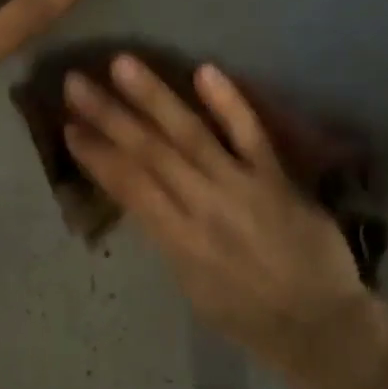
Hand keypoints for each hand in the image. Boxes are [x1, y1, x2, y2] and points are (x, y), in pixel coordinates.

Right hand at [62, 55, 387, 388]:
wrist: (317, 323)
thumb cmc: (247, 314)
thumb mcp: (191, 285)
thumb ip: (169, 237)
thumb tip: (147, 199)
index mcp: (177, 241)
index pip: (129, 187)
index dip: (96, 155)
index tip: (70, 127)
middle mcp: (202, 207)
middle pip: (149, 153)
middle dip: (109, 116)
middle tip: (76, 83)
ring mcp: (241, 187)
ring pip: (190, 135)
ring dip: (154, 98)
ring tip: (123, 65)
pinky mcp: (277, 178)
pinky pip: (251, 135)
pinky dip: (229, 104)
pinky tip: (204, 71)